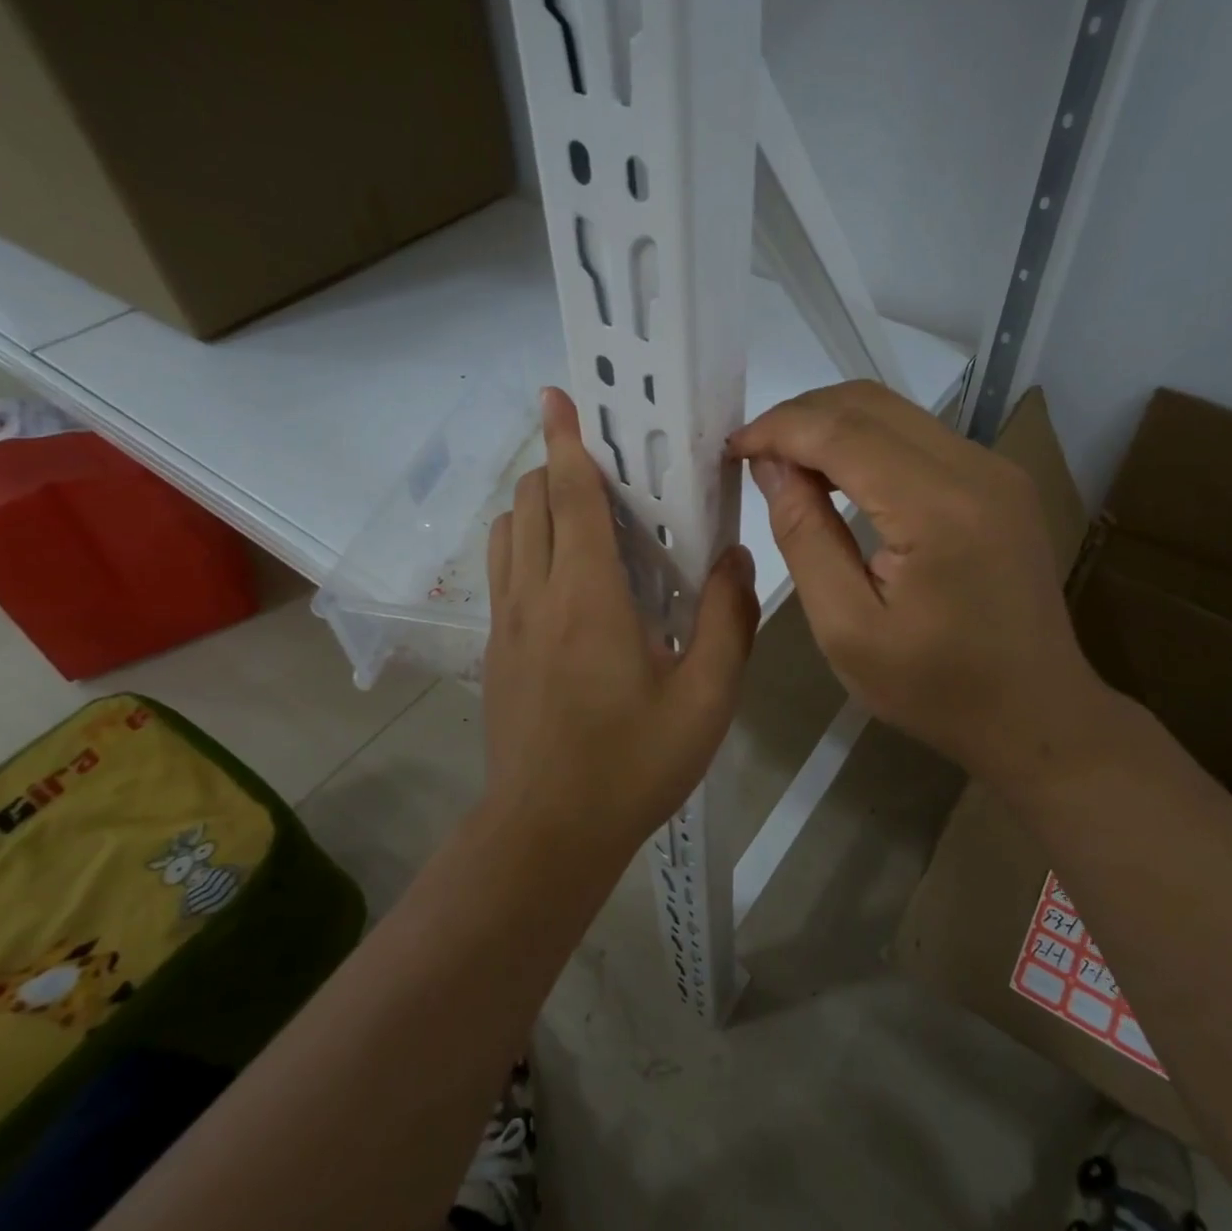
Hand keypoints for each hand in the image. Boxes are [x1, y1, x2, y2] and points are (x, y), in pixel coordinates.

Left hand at [484, 388, 759, 851]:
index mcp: (587, 598)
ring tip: (585, 513)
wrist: (547, 833)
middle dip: (556, 467)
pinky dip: (527, 542)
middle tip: (606, 467)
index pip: (567, 497)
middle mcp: (536, 595)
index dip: (565, 442)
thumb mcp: (706, 699)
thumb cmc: (632, 764)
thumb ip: (727, 620)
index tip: (559, 397)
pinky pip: (505, 570)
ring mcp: (507, 622)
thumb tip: (734, 556)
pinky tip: (568, 573)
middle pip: (529, 503)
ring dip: (537, 504)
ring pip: (508, 533)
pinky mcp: (496, 649)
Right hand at [732, 381, 1118, 798]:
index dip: (779, 429)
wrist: (1039, 715)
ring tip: (787, 464)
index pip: (842, 432)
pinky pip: (919, 436)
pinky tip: (838, 476)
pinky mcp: (1000, 480)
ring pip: (895, 412)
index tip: (732, 449)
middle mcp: (976, 469)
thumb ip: (805, 537)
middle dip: (800, 417)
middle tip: (754, 455)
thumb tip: (773, 467)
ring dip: (832, 425)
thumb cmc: (936, 689)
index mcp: (939, 509)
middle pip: (870, 405)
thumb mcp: (847, 629)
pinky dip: (866, 442)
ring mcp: (996, 469)